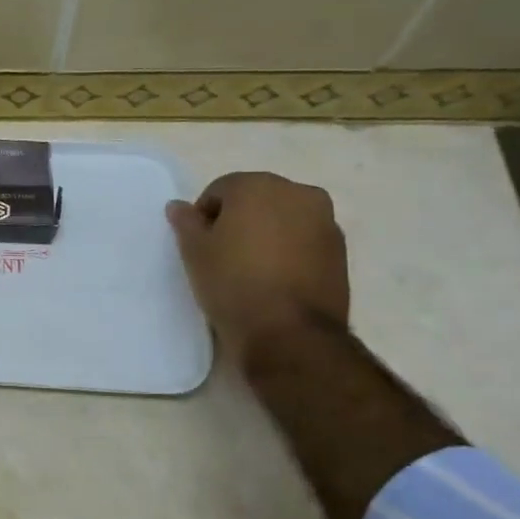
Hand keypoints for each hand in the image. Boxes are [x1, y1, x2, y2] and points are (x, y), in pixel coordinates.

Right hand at [166, 172, 349, 367]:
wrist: (290, 333)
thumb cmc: (233, 283)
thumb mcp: (194, 252)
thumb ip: (186, 222)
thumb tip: (179, 206)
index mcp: (258, 186)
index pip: (220, 189)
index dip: (204, 216)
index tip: (200, 245)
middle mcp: (297, 193)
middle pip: (256, 199)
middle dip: (238, 219)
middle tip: (223, 254)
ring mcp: (325, 221)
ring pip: (283, 219)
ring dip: (266, 233)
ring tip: (251, 268)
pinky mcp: (341, 251)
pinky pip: (304, 240)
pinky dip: (289, 250)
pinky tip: (275, 279)